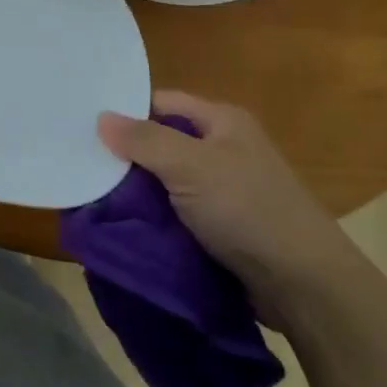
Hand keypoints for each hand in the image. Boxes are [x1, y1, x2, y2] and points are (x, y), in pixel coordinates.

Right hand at [98, 92, 354, 325]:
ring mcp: (223, 189)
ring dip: (137, 191)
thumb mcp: (190, 166)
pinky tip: (125, 225)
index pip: (161, 102)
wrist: (304, 284)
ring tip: (94, 196)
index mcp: (222, 121)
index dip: (126, 112)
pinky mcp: (221, 225)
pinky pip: (176, 211)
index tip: (85, 126)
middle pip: (161, 141)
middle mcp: (223, 148)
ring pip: (165, 180)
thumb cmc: (247, 209)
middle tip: (82, 164)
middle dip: (126, 155)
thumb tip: (101, 118)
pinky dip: (153, 217)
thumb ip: (144, 140)